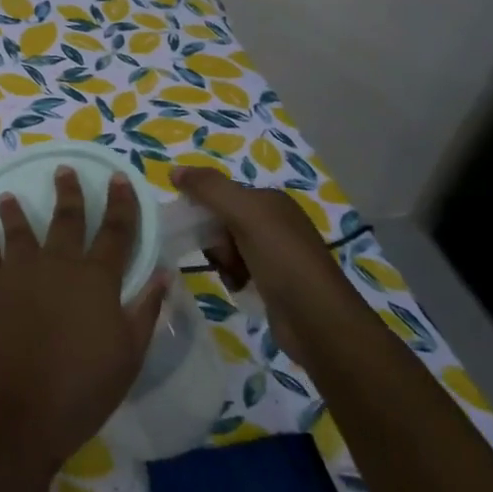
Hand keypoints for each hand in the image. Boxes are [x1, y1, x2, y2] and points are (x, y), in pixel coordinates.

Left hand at [0, 168, 167, 478]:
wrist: (18, 411)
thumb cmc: (83, 388)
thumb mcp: (129, 355)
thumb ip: (145, 310)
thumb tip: (163, 274)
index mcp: (96, 278)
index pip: (115, 231)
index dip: (120, 203)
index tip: (119, 178)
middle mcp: (57, 265)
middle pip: (66, 219)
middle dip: (69, 193)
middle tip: (65, 170)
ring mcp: (18, 274)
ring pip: (18, 232)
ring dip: (15, 212)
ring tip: (10, 196)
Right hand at [171, 166, 363, 364]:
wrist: (318, 320)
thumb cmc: (282, 260)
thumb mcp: (245, 215)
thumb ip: (209, 189)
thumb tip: (174, 171)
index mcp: (271, 201)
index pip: (222, 193)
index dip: (204, 208)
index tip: (196, 228)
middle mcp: (275, 222)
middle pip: (222, 220)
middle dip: (215, 239)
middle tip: (222, 255)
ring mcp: (276, 253)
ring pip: (227, 246)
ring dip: (222, 260)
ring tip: (233, 275)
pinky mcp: (273, 280)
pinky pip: (238, 269)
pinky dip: (232, 277)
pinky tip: (239, 287)